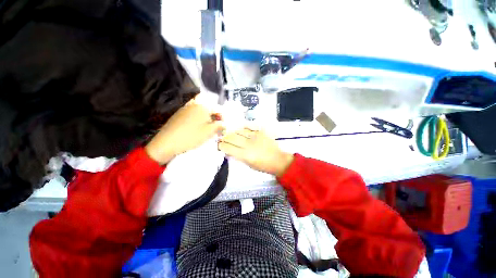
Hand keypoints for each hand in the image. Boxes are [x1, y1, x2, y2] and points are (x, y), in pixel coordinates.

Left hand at [145, 100, 223, 164]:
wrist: (167, 142)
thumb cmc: (191, 136)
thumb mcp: (209, 132)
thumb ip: (219, 126)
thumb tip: (224, 124)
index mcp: (203, 107)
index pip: (217, 109)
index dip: (222, 118)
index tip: (223, 127)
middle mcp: (194, 104)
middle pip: (209, 108)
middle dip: (214, 117)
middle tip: (216, 127)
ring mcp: (185, 109)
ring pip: (201, 111)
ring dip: (207, 118)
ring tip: (208, 128)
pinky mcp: (179, 114)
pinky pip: (193, 114)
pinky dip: (198, 119)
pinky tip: (197, 128)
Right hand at [218, 128, 293, 176]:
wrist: (278, 160)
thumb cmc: (262, 166)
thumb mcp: (248, 164)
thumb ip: (237, 156)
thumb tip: (228, 150)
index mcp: (245, 155)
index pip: (228, 147)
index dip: (221, 146)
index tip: (219, 145)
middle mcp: (248, 144)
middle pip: (232, 137)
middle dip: (225, 138)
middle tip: (223, 139)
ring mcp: (255, 136)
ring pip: (239, 131)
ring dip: (233, 132)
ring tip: (231, 134)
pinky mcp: (260, 132)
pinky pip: (248, 127)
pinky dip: (243, 128)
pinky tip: (240, 130)